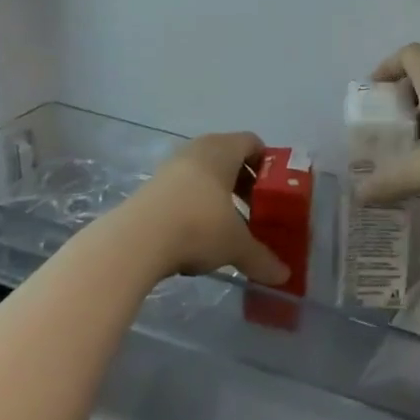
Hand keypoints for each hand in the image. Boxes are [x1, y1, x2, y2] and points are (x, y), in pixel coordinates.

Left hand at [124, 132, 290, 286]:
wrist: (135, 240)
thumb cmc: (198, 226)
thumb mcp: (235, 244)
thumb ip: (261, 258)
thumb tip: (284, 276)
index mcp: (224, 150)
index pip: (252, 142)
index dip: (266, 163)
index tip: (273, 188)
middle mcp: (198, 149)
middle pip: (228, 155)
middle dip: (243, 180)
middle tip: (254, 207)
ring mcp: (171, 166)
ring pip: (203, 171)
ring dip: (217, 191)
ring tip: (225, 222)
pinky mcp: (150, 186)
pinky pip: (182, 186)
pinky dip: (194, 201)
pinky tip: (195, 230)